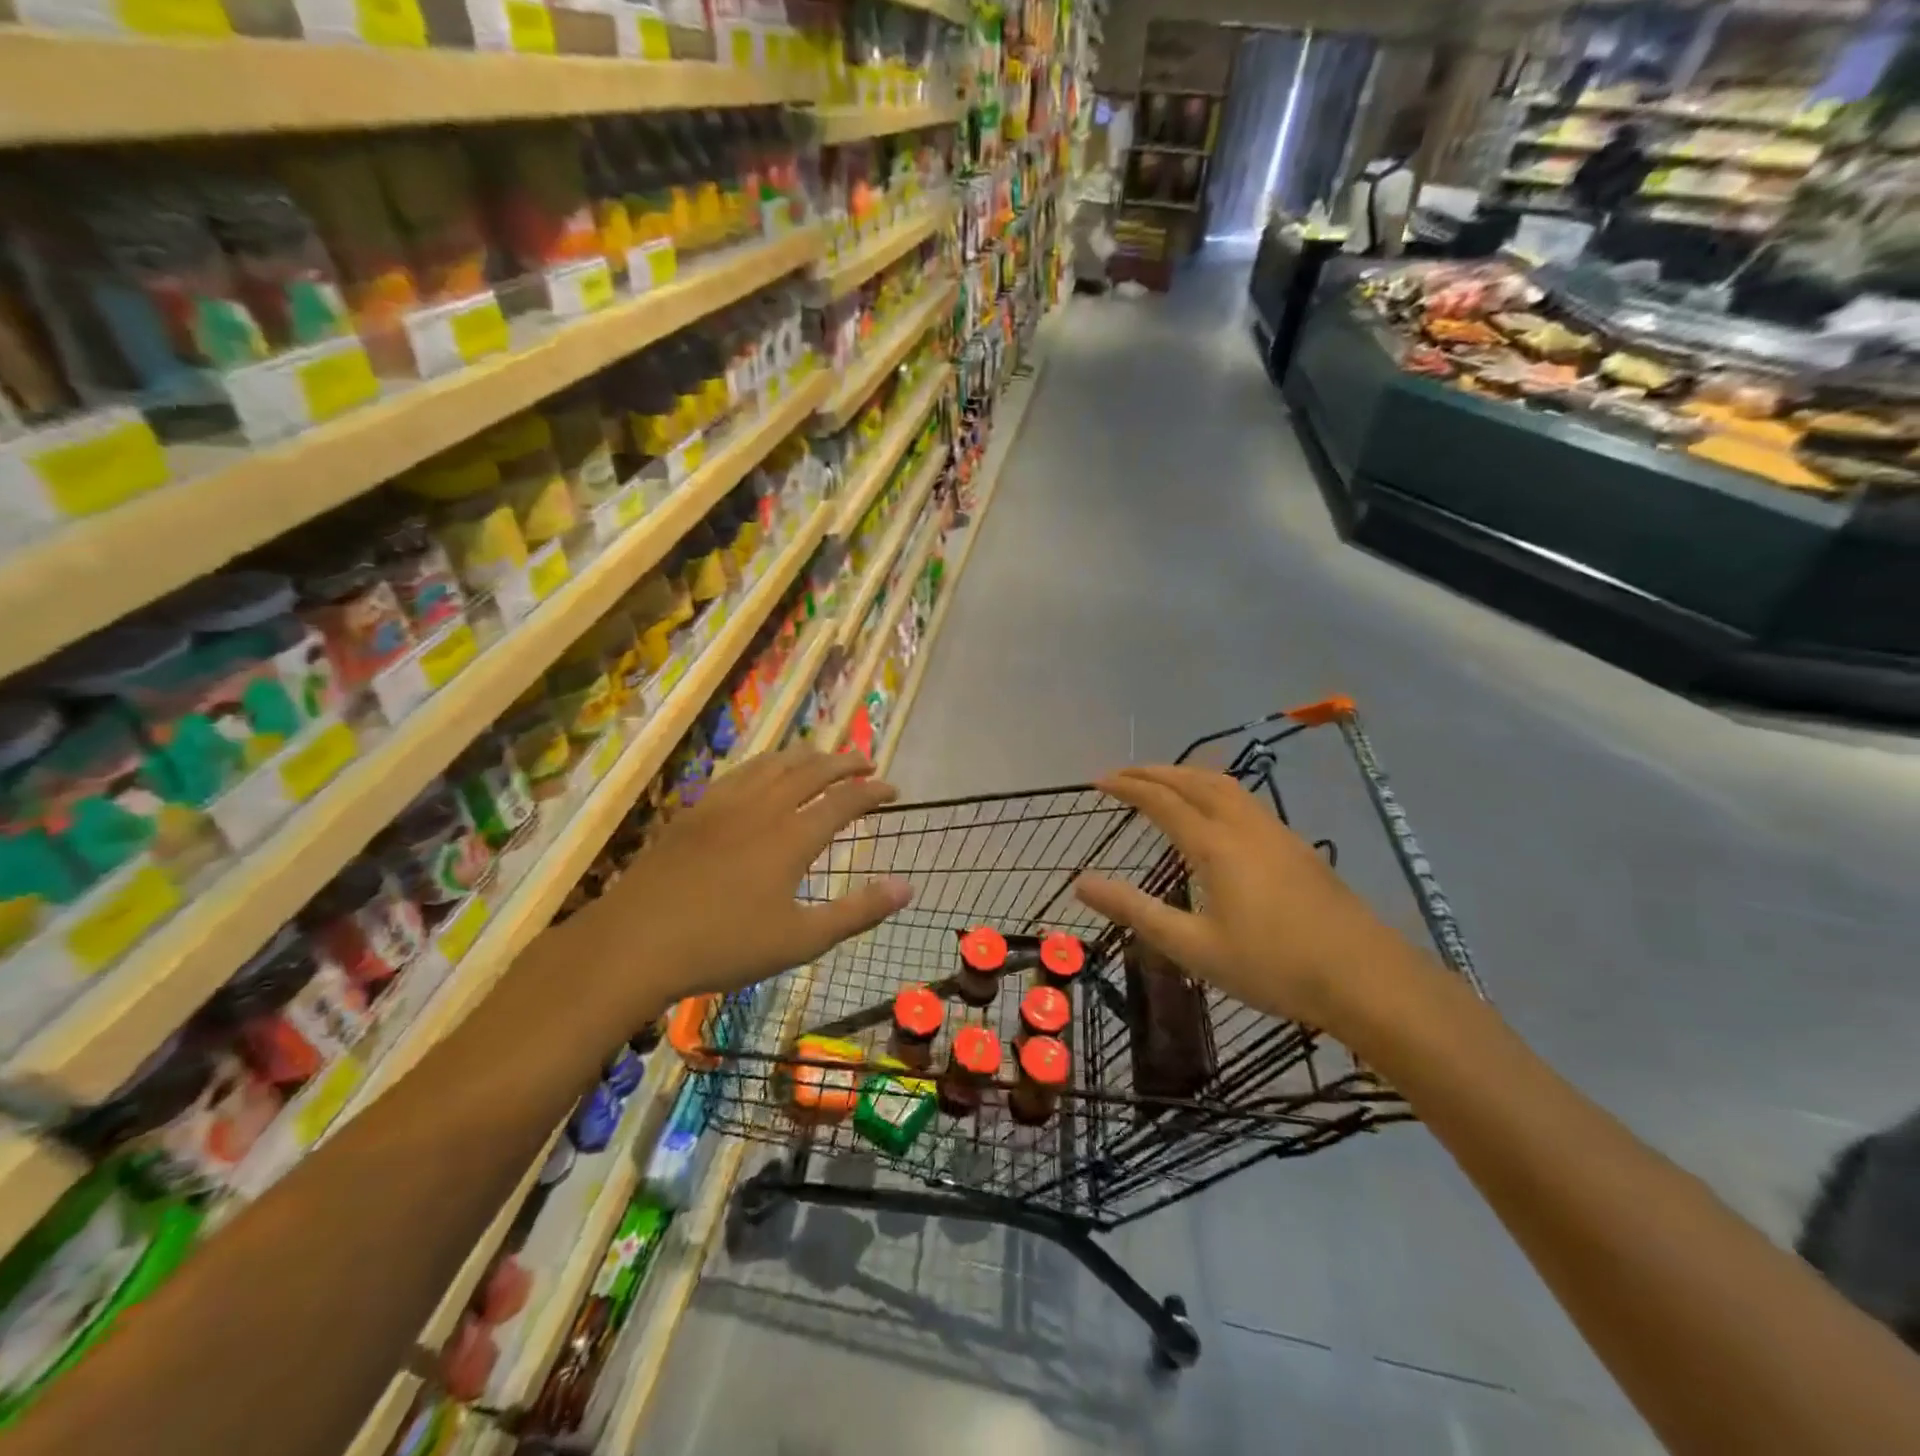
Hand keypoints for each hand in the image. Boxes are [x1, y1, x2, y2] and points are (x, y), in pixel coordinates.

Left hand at [586, 748, 911, 1009]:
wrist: (635, 943)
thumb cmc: (725, 947)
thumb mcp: (802, 940)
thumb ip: (858, 911)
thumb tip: (907, 887)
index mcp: (792, 837)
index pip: (844, 801)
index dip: (872, 791)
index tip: (892, 789)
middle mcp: (762, 808)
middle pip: (811, 770)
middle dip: (844, 761)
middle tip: (866, 761)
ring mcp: (724, 805)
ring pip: (773, 763)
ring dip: (805, 755)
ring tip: (822, 757)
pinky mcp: (694, 811)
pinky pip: (739, 773)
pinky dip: (765, 764)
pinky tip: (763, 774)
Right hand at [1072, 765, 1415, 1032]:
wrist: (1366, 978)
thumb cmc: (1272, 966)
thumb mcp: (1193, 946)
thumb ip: (1135, 910)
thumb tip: (1081, 883)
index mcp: (1215, 846)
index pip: (1161, 801)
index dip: (1127, 787)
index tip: (1098, 781)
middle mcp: (1244, 826)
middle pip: (1194, 781)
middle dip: (1155, 772)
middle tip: (1124, 774)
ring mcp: (1276, 833)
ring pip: (1225, 785)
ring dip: (1188, 775)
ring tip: (1164, 782)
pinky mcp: (1297, 848)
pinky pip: (1245, 800)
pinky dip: (1214, 790)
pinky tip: (1216, 814)